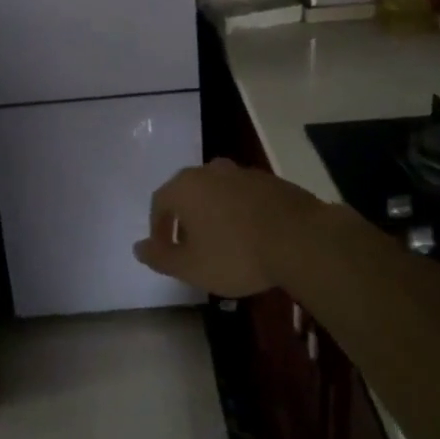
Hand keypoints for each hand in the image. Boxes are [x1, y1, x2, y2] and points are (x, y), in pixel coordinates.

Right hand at [132, 159, 345, 297]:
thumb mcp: (191, 267)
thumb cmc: (237, 254)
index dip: (158, 228)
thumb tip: (138, 248)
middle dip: (185, 219)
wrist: (301, 239)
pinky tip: (251, 235)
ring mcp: (243, 172)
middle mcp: (210, 171)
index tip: (165, 251)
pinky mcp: (270, 181)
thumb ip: (160, 257)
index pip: (160, 202)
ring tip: (222, 242)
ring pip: (217, 192)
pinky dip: (239, 212)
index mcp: (185, 187)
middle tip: (191, 247)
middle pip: (188, 193)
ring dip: (213, 213)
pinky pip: (243, 195)